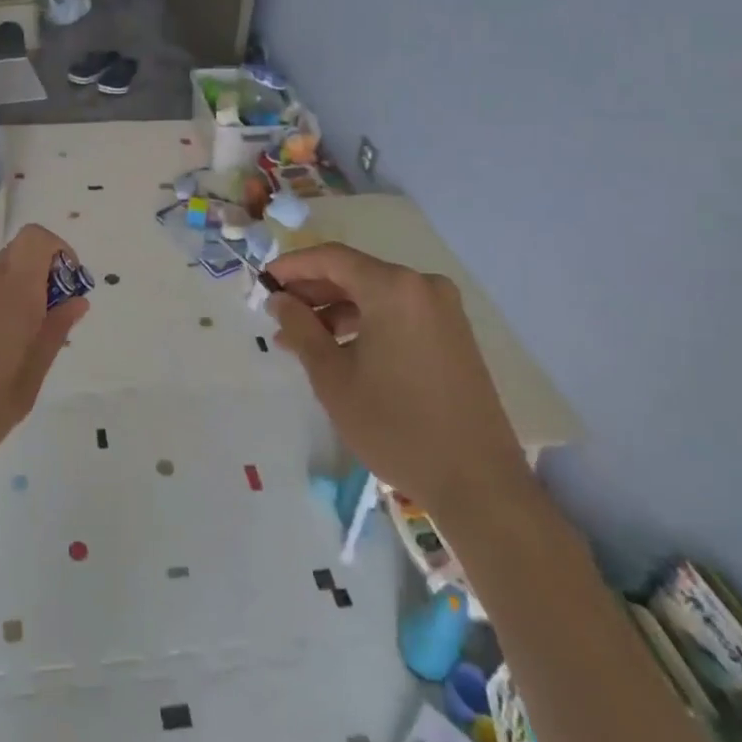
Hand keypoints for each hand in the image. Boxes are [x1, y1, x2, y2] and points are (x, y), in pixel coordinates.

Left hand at [0, 225, 90, 498]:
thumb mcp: (20, 392)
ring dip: (4, 310)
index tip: (64, 294)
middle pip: (14, 262)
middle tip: (36, 341)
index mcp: (9, 297)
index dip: (59, 254)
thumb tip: (75, 301)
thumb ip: (49, 340)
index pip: (37, 239)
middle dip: (36, 289)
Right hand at [265, 243, 529, 518]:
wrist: (478, 483)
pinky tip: (340, 349)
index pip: (331, 258)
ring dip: (336, 310)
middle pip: (355, 273)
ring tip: (302, 339)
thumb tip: (279, 299)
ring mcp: (443, 310)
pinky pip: (398, 312)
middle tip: (278, 313)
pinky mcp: (453, 334)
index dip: (292, 266)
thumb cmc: (395, 425)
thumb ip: (300, 328)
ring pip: (376, 294)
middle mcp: (422, 286)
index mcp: (393, 288)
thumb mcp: (332, 377)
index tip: (263, 282)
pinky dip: (366, 322)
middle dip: (313, 291)